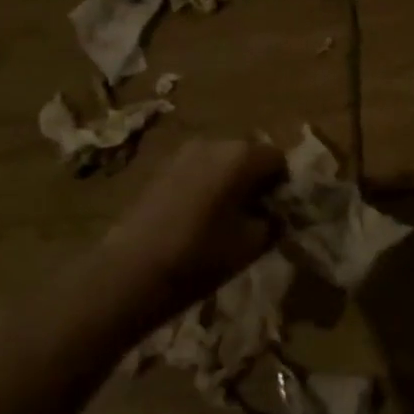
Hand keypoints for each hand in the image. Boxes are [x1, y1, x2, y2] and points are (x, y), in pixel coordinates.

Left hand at [97, 137, 284, 314]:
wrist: (131, 270)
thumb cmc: (200, 256)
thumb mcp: (252, 244)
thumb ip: (273, 221)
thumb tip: (275, 213)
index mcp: (242, 155)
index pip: (278, 159)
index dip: (281, 185)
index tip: (274, 212)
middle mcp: (215, 142)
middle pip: (248, 154)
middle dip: (254, 179)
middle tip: (251, 215)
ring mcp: (184, 152)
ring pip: (220, 161)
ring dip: (228, 181)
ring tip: (222, 217)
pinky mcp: (161, 167)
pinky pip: (196, 169)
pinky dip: (204, 185)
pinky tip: (195, 216)